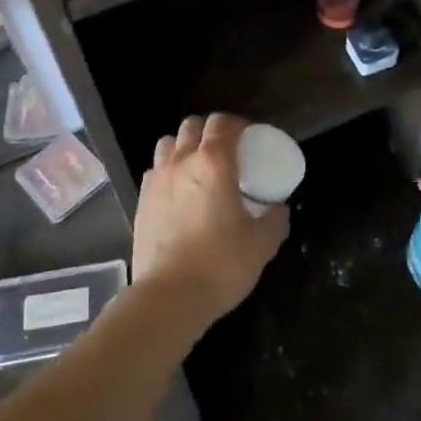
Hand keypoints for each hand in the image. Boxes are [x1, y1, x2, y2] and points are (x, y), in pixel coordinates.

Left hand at [133, 113, 288, 329]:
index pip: (222, 123)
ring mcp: (157, 180)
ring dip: (184, 146)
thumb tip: (279, 209)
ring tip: (198, 167)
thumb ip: (275, 220)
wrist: (169, 297)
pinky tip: (178, 192)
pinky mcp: (141, 200)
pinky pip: (155, 170)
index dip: (237, 124)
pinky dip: (168, 170)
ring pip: (168, 143)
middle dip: (210, 130)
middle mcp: (181, 162)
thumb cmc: (221, 265)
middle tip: (226, 150)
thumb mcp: (262, 244)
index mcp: (213, 163)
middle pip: (192, 126)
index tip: (250, 137)